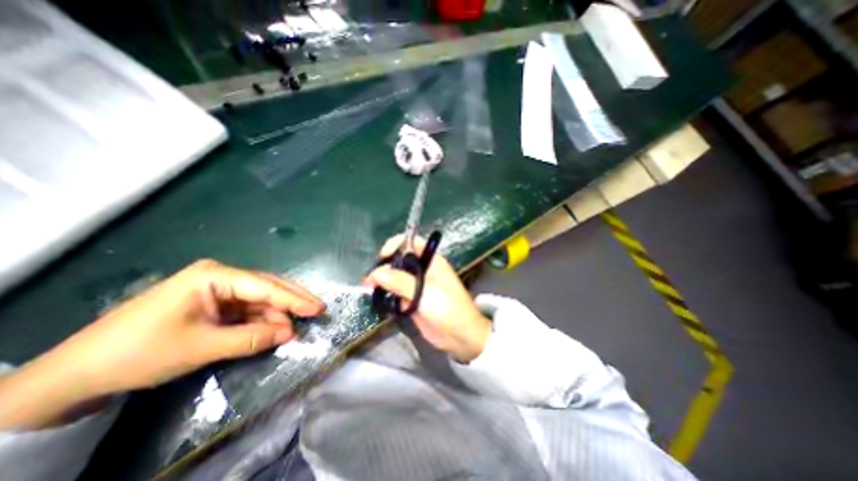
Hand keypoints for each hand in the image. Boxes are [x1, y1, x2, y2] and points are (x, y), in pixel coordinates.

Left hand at [0, 262, 325, 429]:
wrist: (77, 374)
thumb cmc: (140, 352)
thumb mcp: (202, 346)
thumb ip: (252, 338)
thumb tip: (291, 333)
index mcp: (215, 275)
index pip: (265, 286)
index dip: (294, 299)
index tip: (318, 309)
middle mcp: (221, 276)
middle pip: (268, 287)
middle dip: (293, 301)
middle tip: (318, 311)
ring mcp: (219, 290)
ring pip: (261, 299)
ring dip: (279, 314)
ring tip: (297, 328)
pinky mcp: (215, 304)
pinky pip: (248, 310)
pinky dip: (264, 320)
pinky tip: (276, 329)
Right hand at [366, 235, 492, 361]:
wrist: (460, 336)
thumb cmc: (446, 307)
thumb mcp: (424, 291)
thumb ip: (399, 281)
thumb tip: (375, 273)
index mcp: (431, 260)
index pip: (411, 242)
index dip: (396, 244)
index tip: (383, 257)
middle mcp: (423, 270)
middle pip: (399, 260)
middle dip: (384, 266)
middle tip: (370, 280)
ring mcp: (417, 286)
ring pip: (395, 277)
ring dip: (382, 282)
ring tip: (369, 289)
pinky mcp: (412, 300)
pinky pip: (396, 292)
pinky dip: (387, 294)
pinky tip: (378, 299)